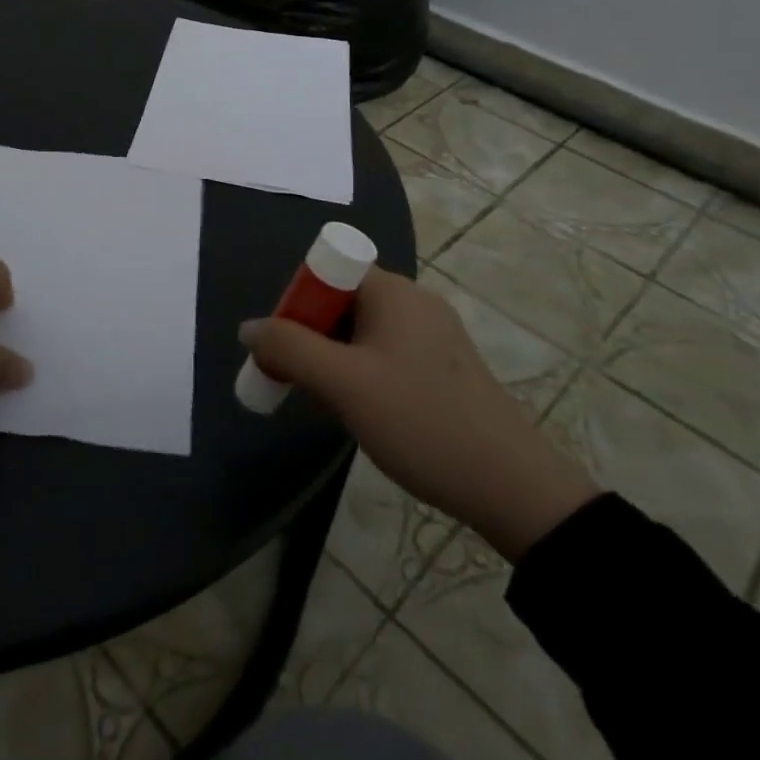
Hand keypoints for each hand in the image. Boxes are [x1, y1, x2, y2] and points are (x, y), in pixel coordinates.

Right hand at [240, 269, 597, 561]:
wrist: (510, 487)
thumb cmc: (419, 421)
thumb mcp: (342, 384)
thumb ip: (288, 348)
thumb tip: (248, 328)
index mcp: (392, 291)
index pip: (326, 273)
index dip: (296, 304)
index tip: (285, 349)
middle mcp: (413, 301)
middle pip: (340, 302)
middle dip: (310, 338)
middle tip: (299, 383)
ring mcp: (432, 334)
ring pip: (360, 333)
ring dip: (333, 361)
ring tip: (329, 406)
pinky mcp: (443, 366)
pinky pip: (385, 354)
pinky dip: (361, 374)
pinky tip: (362, 413)